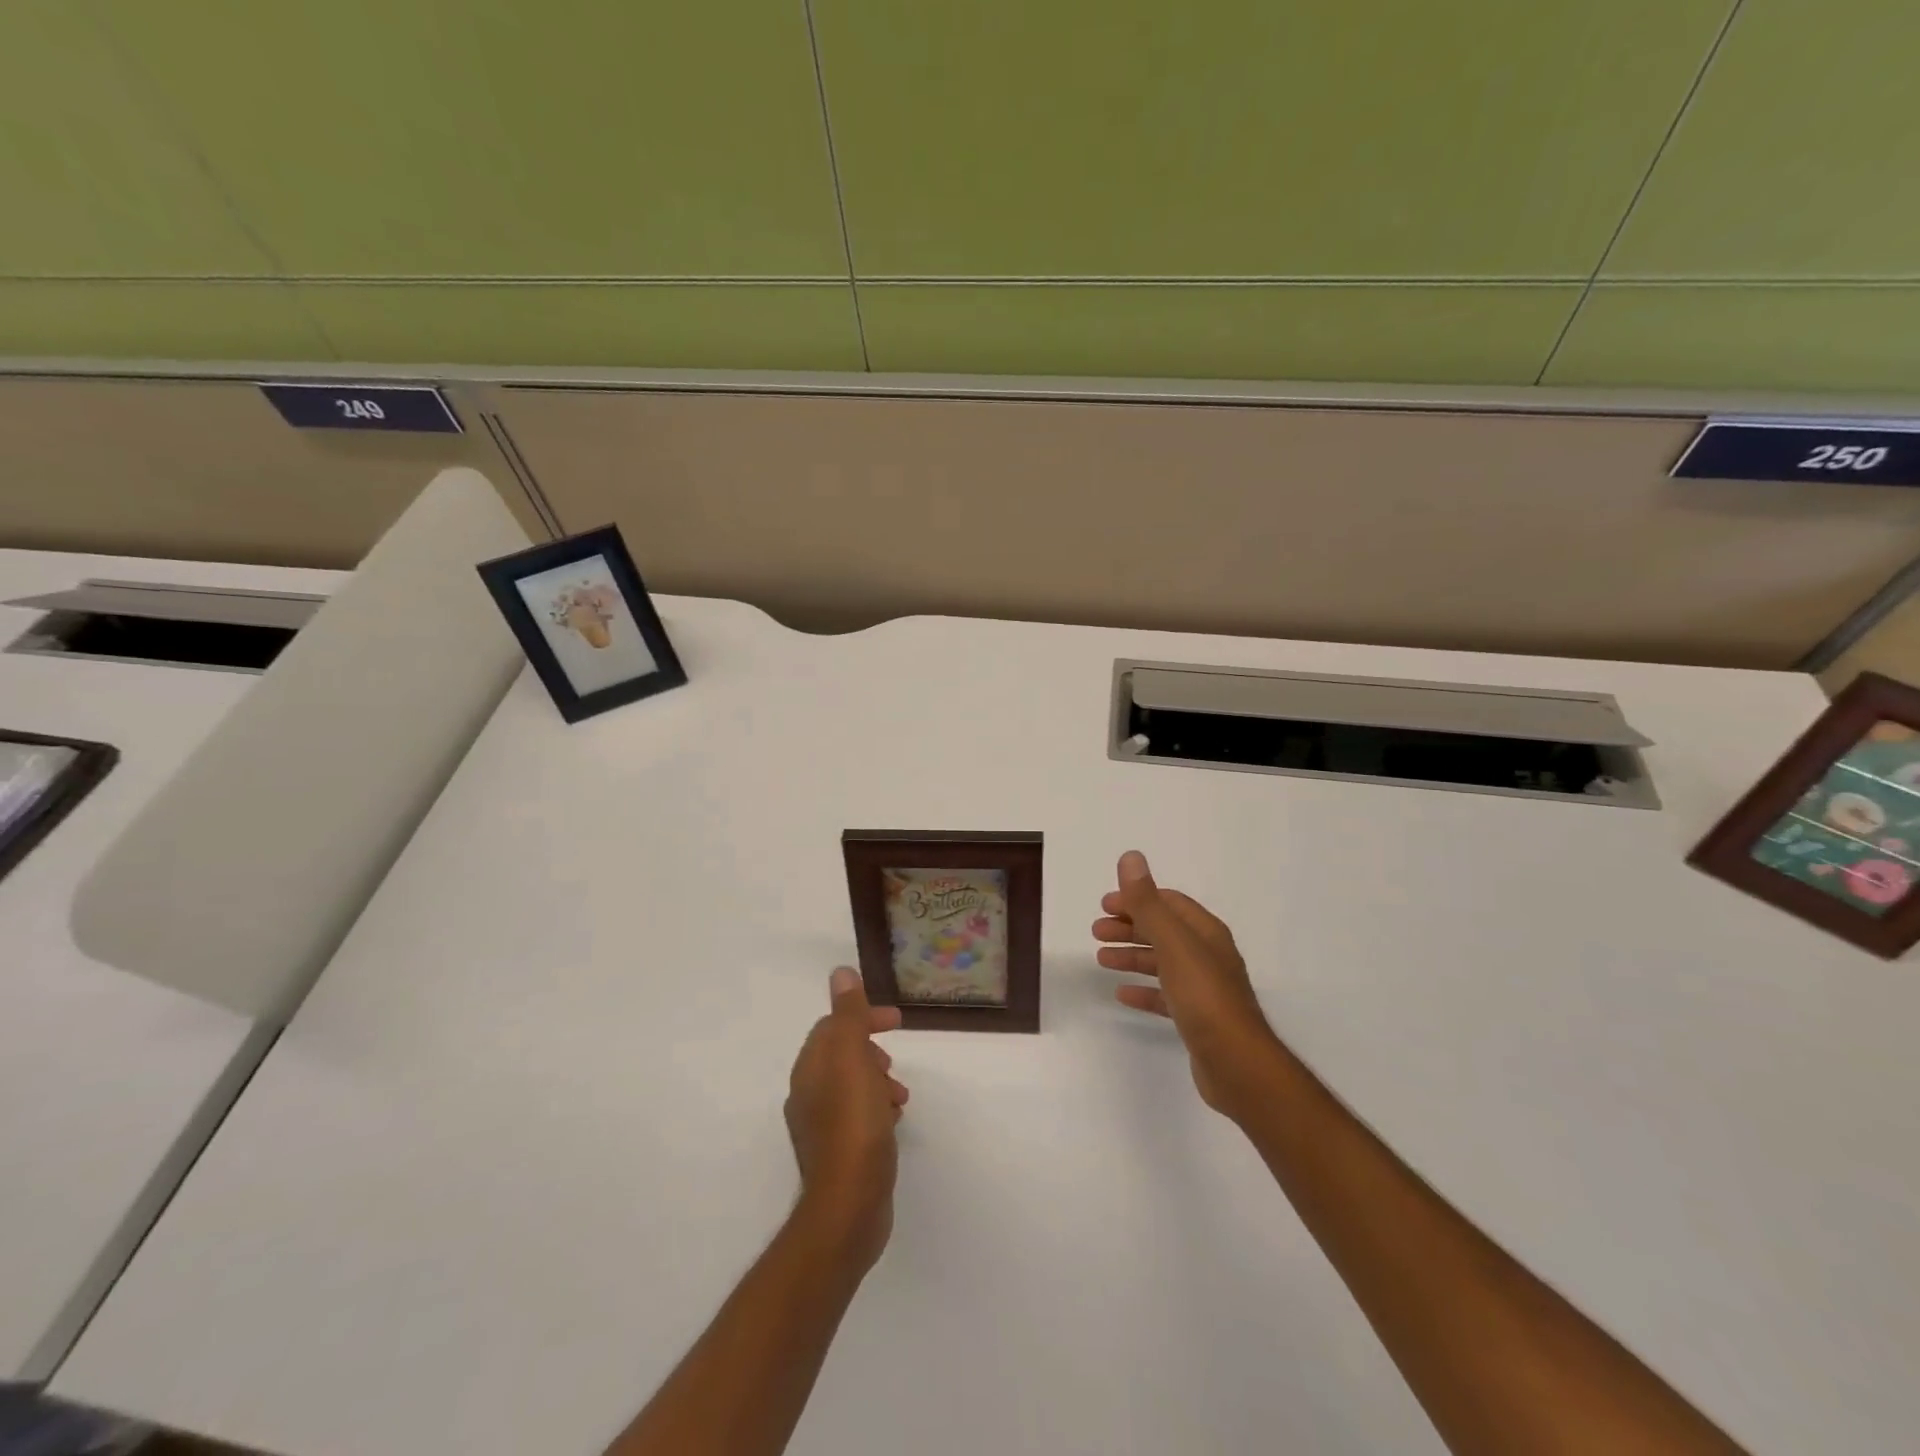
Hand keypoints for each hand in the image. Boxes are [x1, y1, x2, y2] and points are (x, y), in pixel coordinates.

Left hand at [784, 967, 909, 1268]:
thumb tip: (840, 972)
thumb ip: (848, 1015)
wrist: (848, 1207)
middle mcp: (807, 1095)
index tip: (897, 1021)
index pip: (832, 1026)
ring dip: (877, 1079)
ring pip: (851, 1085)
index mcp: (809, 1069)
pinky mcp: (837, 1154)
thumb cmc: (853, 1125)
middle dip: (871, 1049)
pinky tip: (893, 1121)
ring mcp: (820, 1127)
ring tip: (900, 1095)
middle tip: (896, 1059)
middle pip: (840, 1055)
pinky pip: (857, 1114)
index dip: (863, 1017)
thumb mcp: (853, 1059)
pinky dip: (876, 1106)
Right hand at [1093, 850, 1279, 1116]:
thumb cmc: (1204, 996)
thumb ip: (1148, 902)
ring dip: (1131, 956)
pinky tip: (1122, 994)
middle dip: (1130, 927)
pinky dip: (1143, 990)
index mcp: (1206, 932)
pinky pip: (1164, 995)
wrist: (1237, 1063)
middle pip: (1163, 931)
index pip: (1169, 903)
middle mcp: (1207, 955)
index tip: (1105, 904)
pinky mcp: (1197, 1018)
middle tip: (1096, 931)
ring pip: (1162, 962)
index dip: (1137, 899)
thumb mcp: (1172, 942)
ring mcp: (1204, 988)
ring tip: (1100, 958)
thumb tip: (1131, 857)